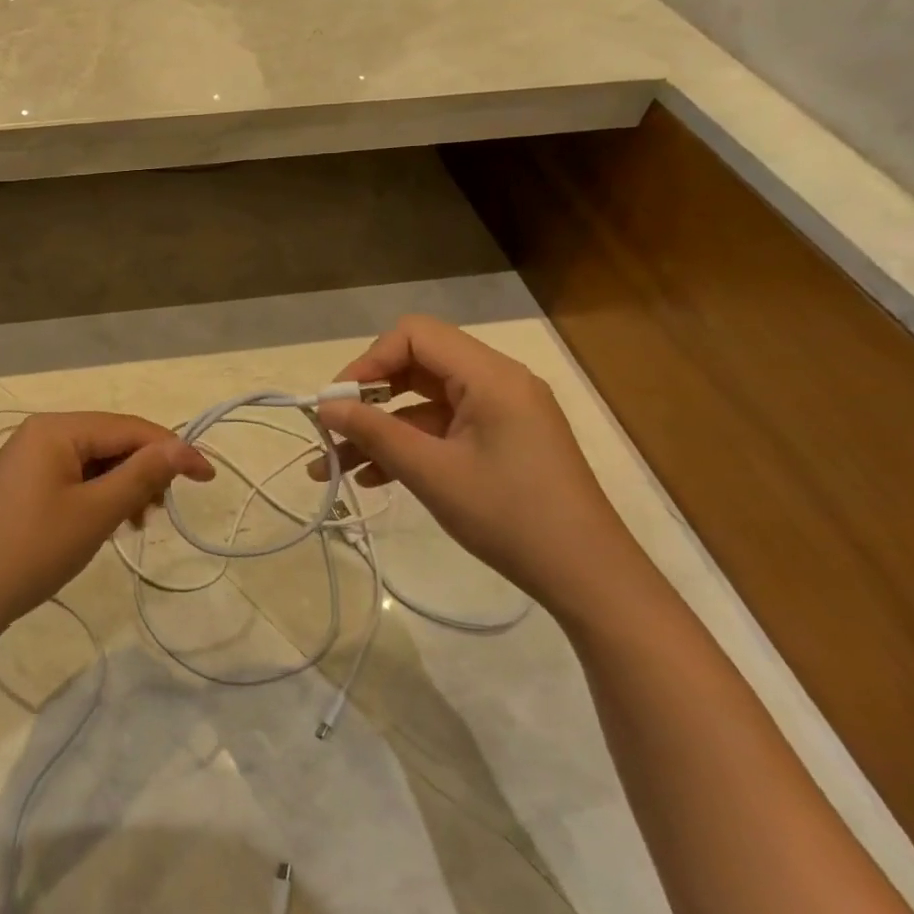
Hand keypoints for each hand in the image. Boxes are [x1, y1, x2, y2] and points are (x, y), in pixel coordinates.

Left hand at [0, 412, 213, 644]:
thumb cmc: (30, 551)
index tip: (209, 479)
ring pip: (92, 462)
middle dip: (143, 471)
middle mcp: (40, 433)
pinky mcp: (20, 486)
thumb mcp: (94, 513)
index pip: (129, 427)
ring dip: (121, 487)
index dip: (173, 449)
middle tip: (160, 513)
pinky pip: (71, 479)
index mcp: (57, 429)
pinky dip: (96, 497)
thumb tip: (182, 446)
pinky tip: (104, 525)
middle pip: (110, 441)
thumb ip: (141, 475)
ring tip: (134, 525)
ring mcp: (26, 459)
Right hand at [311, 315, 650, 620]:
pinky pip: (442, 429)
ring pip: (423, 402)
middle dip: (368, 397)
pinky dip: (407, 446)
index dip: (369, 361)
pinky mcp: (499, 441)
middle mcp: (497, 382)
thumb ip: (374, 432)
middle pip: (417, 365)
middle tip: (332, 428)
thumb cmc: (509, 516)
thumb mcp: (432, 473)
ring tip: (333, 464)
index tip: (338, 401)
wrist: (588, 578)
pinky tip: (371, 478)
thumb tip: (325, 406)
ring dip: (379, 429)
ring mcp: (500, 413)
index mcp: (490, 376)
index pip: (415, 335)